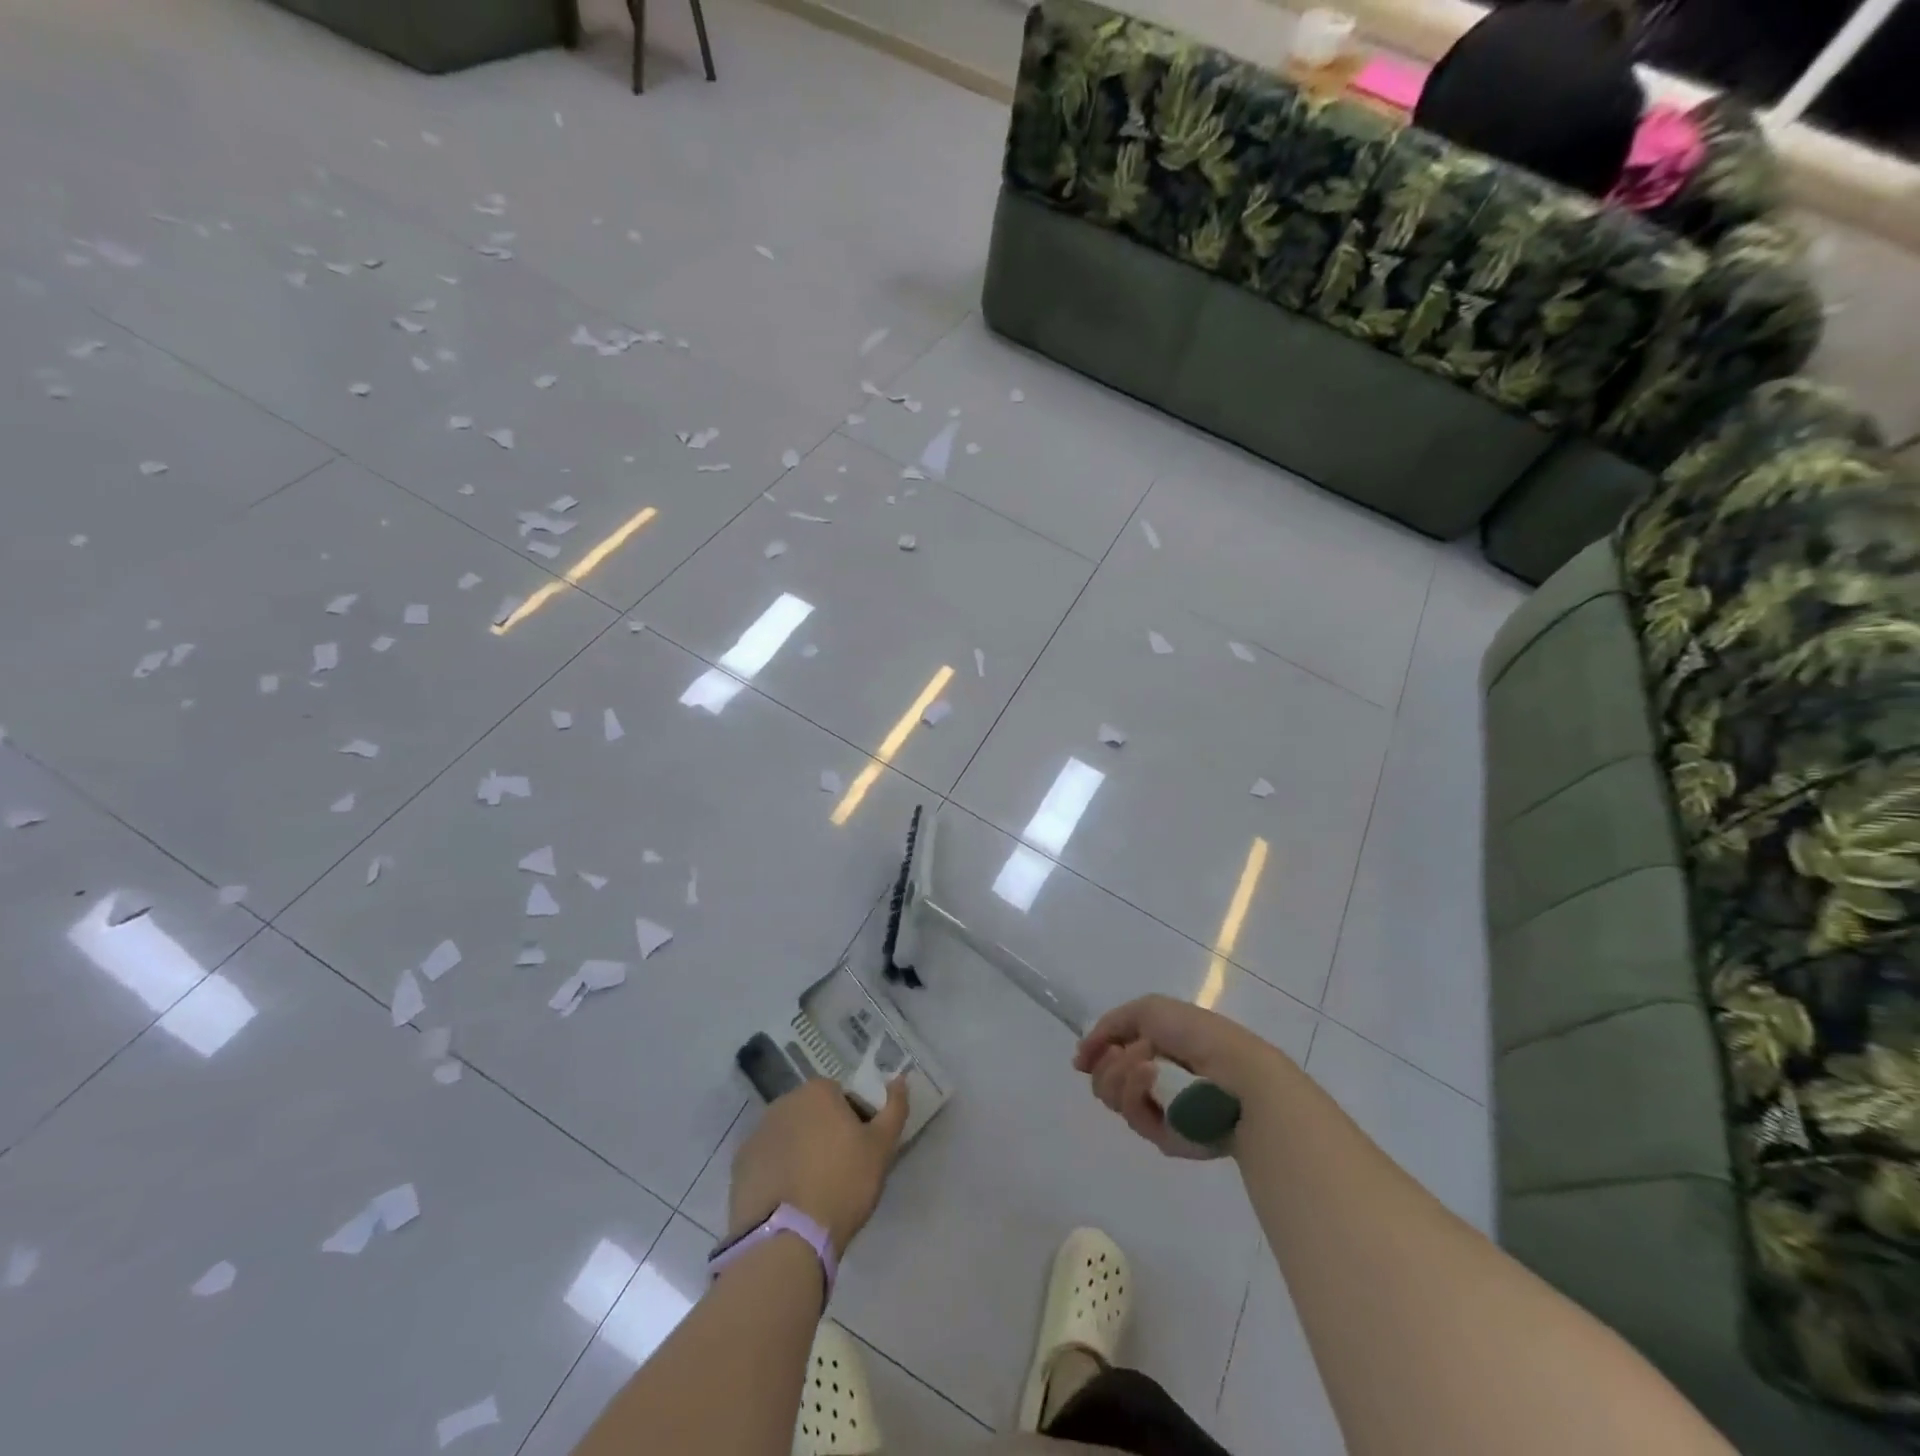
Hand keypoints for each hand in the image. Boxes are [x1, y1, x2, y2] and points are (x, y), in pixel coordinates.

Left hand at [728, 1076, 910, 1256]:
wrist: (787, 1240)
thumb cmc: (843, 1184)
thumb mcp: (881, 1148)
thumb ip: (894, 1109)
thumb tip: (900, 1079)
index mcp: (817, 1091)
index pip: (843, 1097)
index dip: (856, 1122)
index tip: (861, 1152)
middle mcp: (783, 1102)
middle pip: (813, 1114)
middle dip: (825, 1134)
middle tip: (840, 1172)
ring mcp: (757, 1133)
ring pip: (789, 1137)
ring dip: (800, 1152)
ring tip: (813, 1191)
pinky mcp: (739, 1166)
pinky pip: (767, 1161)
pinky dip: (778, 1173)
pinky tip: (789, 1201)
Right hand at [1075, 995, 1286, 1159]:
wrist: (1237, 1074)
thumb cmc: (1197, 1034)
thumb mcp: (1148, 1010)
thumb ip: (1109, 1025)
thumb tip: (1083, 1053)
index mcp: (1154, 1049)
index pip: (1109, 1056)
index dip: (1094, 1054)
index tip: (1082, 1056)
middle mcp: (1153, 1080)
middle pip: (1103, 1080)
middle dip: (1106, 1065)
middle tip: (1122, 1054)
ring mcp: (1159, 1110)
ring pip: (1113, 1098)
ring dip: (1121, 1075)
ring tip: (1147, 1064)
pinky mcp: (1165, 1138)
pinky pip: (1133, 1117)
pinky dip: (1137, 1092)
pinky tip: (1154, 1078)